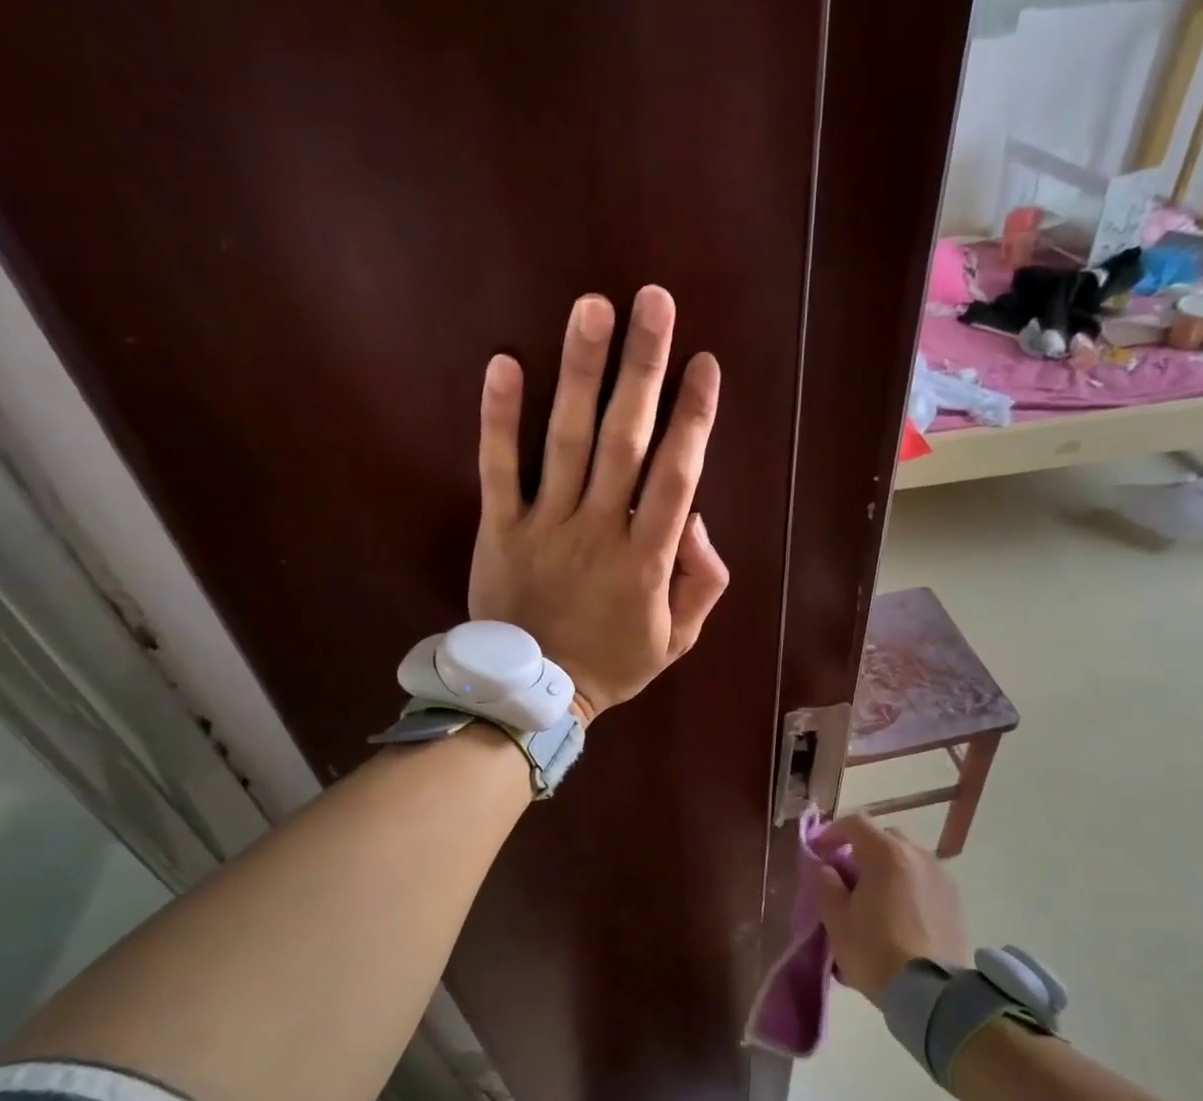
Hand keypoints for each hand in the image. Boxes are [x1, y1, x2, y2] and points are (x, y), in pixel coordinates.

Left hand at [469, 287, 729, 722]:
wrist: (537, 695)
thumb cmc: (613, 665)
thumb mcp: (678, 639)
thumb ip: (700, 582)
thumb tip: (696, 520)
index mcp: (647, 559)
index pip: (677, 476)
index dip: (694, 418)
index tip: (704, 364)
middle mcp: (600, 531)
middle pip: (626, 441)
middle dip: (643, 369)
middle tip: (653, 302)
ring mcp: (546, 527)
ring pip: (567, 442)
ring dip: (581, 373)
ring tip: (592, 308)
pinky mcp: (500, 532)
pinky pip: (498, 470)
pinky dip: (499, 419)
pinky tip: (504, 364)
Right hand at [810, 816, 970, 1004]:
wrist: (930, 992)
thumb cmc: (874, 950)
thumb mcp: (836, 918)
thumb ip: (824, 883)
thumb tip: (822, 865)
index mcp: (886, 854)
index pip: (855, 823)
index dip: (832, 833)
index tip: (818, 852)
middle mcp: (918, 855)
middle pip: (885, 837)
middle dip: (862, 849)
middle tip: (846, 877)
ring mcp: (941, 876)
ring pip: (907, 858)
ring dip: (887, 867)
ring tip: (874, 898)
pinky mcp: (955, 900)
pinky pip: (924, 879)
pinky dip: (908, 885)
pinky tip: (899, 914)